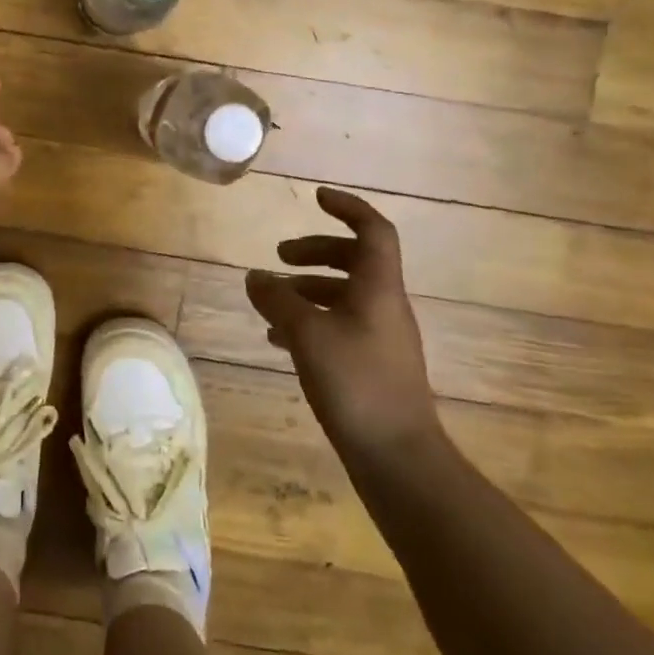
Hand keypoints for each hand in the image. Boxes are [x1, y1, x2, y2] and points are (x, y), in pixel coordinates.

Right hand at [246, 188, 440, 454]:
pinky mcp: (371, 366)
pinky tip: (278, 339)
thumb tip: (255, 276)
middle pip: (355, 260)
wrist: (397, 457)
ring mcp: (380, 338)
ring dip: (308, 289)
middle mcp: (384, 306)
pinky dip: (309, 321)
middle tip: (280, 256)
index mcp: (378, 288)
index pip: (373, 230)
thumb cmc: (355, 384)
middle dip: (316, 251)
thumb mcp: (306, 334)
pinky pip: (338, 326)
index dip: (348, 207)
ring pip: (343, 295)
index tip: (316, 197)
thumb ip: (277, 300)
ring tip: (269, 301)